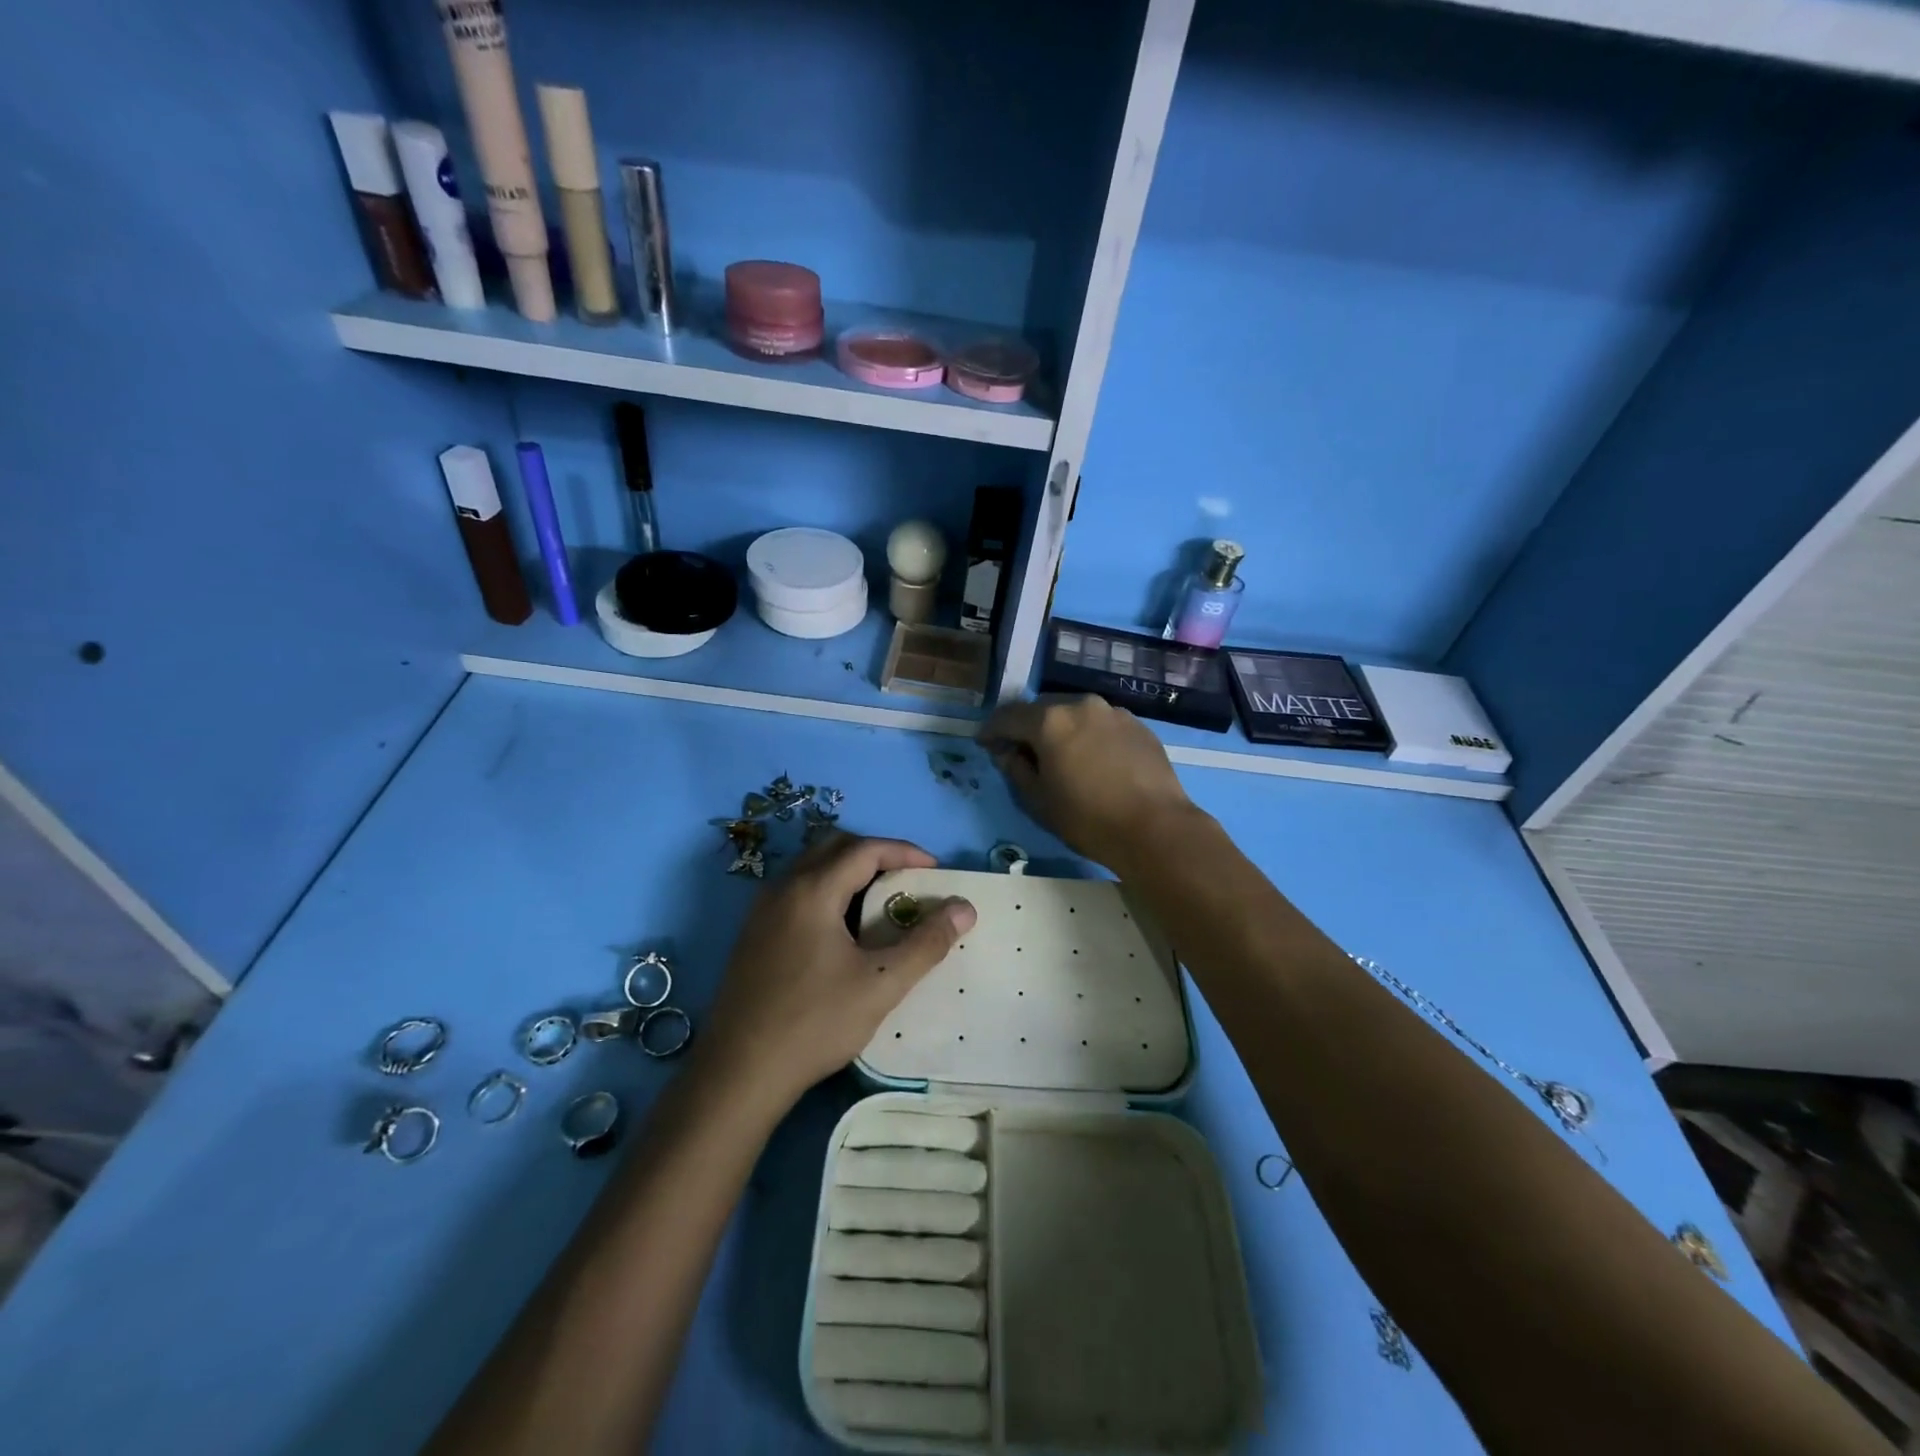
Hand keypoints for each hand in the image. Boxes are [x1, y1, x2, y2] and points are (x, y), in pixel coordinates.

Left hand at [701, 834, 976, 1111]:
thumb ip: (926, 943)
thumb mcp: (881, 983)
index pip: (864, 849)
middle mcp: (782, 888)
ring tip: (881, 904)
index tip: (935, 870)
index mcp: (812, 890)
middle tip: (908, 880)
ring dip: (849, 873)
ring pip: (812, 869)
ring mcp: (761, 911)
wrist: (739, 1073)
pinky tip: (843, 932)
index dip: (904, 852)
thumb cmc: (815, 1023)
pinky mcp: (753, 935)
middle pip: (834, 848)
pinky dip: (828, 892)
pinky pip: (797, 892)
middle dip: (876, 855)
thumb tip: (963, 909)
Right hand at [981, 695, 1197, 871]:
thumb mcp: (1038, 801)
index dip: (992, 730)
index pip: (1009, 716)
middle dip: (1028, 728)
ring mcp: (1114, 713)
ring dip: (1061, 730)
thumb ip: (1016, 769)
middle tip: (1021, 751)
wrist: (1156, 829)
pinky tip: (1093, 761)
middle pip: (1043, 710)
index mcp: (1051, 721)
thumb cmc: (1088, 819)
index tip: (984, 743)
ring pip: (1076, 715)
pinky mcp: (1139, 726)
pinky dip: (1089, 736)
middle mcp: (1082, 705)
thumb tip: (1007, 752)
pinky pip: (1102, 725)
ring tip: (1060, 756)